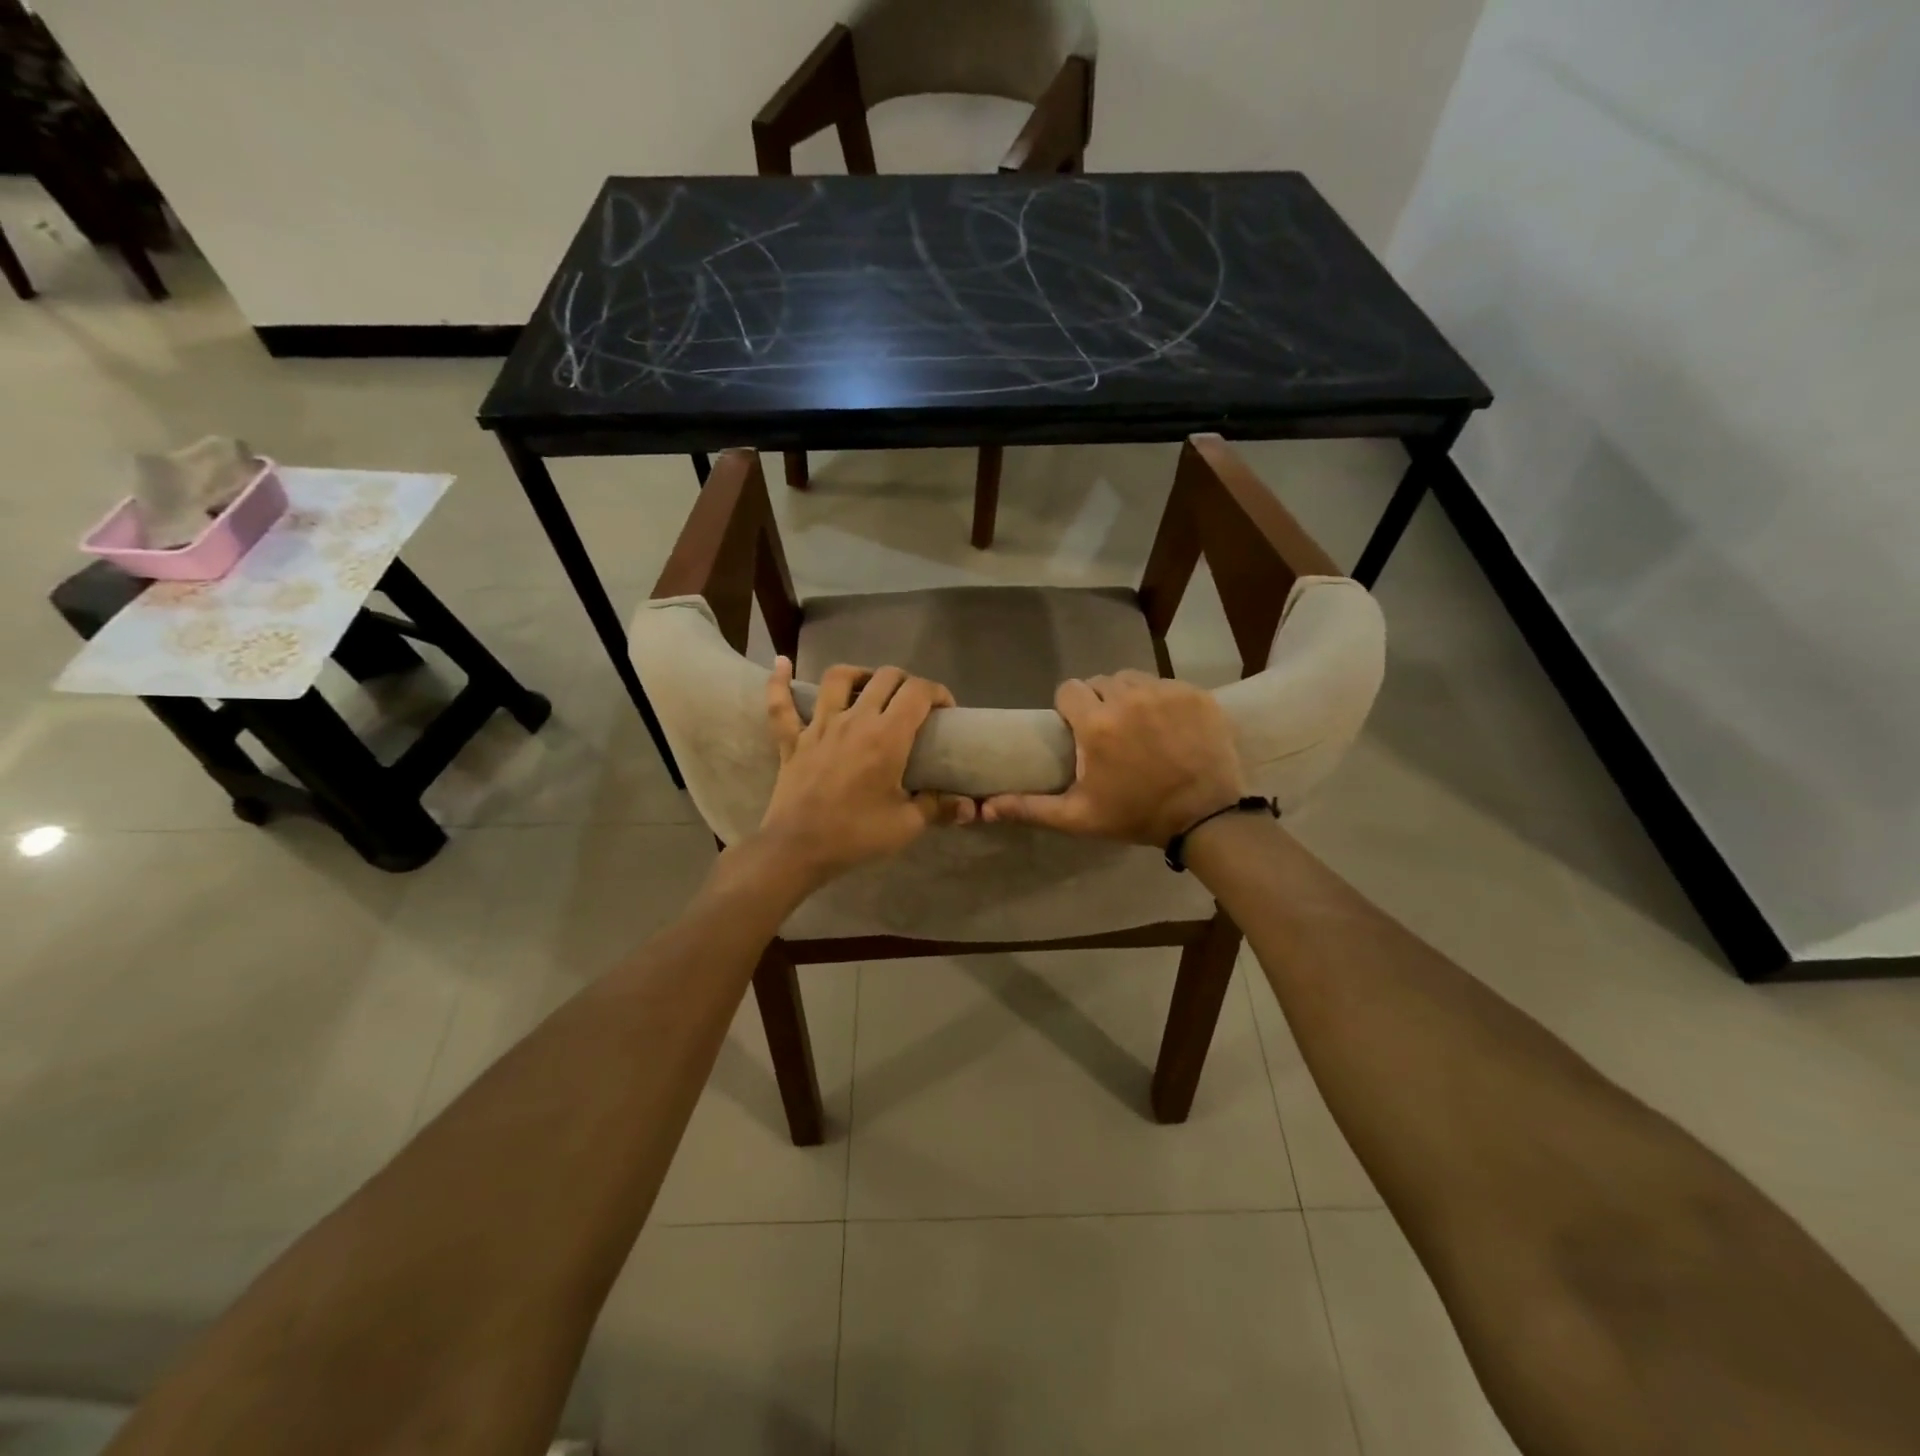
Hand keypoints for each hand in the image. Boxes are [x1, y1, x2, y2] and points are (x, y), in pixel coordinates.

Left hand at [758, 658, 975, 885]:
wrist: (798, 849)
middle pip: (885, 677)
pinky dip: (780, 682)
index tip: (946, 711)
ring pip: (838, 678)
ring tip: (869, 686)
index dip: (938, 693)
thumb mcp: (907, 825)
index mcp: (887, 736)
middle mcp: (854, 720)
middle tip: (914, 704)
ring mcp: (819, 726)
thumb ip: (939, 807)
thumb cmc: (856, 835)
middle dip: (907, 682)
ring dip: (859, 674)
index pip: (918, 692)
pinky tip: (782, 663)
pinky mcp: (792, 740)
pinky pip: (781, 704)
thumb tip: (968, 806)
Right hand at [981, 670, 1246, 846]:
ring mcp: (1166, 693)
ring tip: (1137, 725)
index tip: (1077, 728)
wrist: (1205, 817)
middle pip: (1101, 682)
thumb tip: (985, 808)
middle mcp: (1129, 698)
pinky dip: (1162, 700)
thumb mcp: (1079, 817)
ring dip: (1129, 696)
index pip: (1069, 689)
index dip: (1069, 707)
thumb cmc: (1136, 815)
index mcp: (1097, 724)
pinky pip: (1166, 684)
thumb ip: (1030, 808)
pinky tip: (1168, 726)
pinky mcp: (1196, 694)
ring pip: (1134, 678)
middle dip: (1099, 701)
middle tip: (1109, 731)